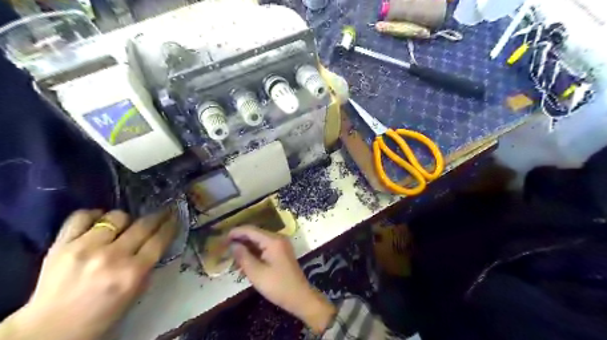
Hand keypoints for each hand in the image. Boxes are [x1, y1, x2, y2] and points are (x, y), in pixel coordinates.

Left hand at [0, 209, 177, 339]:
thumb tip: (156, 242)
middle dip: (157, 216)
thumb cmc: (101, 315)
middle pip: (143, 224)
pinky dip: (93, 216)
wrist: (50, 330)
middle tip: (162, 212)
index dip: (170, 225)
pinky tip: (98, 222)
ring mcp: (85, 248)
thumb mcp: (135, 293)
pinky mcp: (61, 245)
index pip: (160, 239)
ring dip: (125, 220)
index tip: (175, 217)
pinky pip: (82, 216)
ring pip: (117, 216)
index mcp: (133, 273)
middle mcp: (113, 257)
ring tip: (123, 226)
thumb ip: (147, 266)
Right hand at [228, 226, 336, 333]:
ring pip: (260, 241)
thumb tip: (233, 244)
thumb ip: (243, 256)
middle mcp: (278, 238)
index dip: (236, 232)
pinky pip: (265, 247)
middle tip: (224, 246)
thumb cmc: (277, 286)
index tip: (222, 237)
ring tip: (231, 254)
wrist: (299, 297)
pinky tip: (244, 260)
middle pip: (255, 234)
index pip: (251, 230)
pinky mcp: (281, 252)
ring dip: (247, 246)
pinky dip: (254, 252)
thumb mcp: (256, 273)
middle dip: (240, 239)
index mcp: (273, 240)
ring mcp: (281, 245)